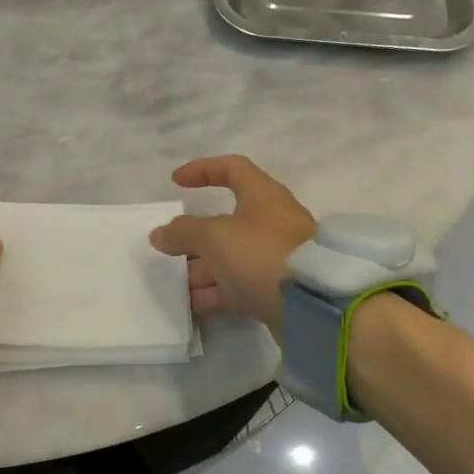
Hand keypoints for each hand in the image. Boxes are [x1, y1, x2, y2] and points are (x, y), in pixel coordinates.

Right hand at [149, 156, 315, 334]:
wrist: (315, 304)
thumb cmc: (263, 253)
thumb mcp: (215, 236)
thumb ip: (183, 232)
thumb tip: (159, 235)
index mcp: (263, 197)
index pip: (232, 169)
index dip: (203, 170)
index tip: (176, 182)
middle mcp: (270, 223)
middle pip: (225, 222)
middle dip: (194, 236)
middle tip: (168, 249)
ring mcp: (274, 258)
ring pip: (229, 258)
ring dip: (201, 268)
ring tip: (175, 283)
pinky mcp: (276, 290)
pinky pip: (238, 287)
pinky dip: (214, 293)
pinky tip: (192, 304)